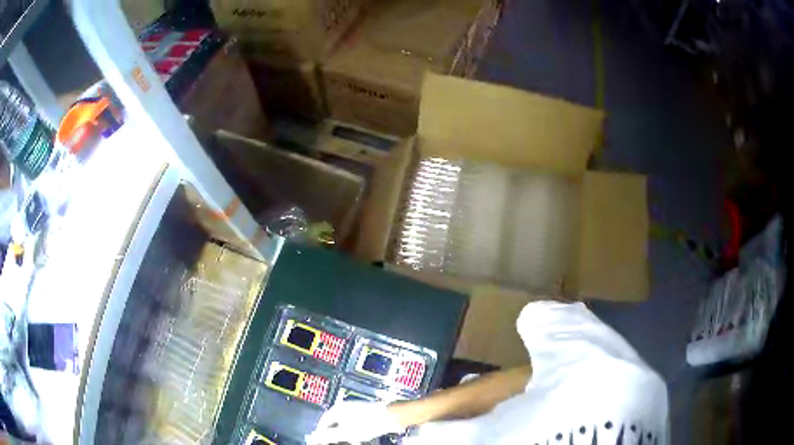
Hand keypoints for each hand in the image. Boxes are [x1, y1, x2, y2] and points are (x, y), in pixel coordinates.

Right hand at [305, 401, 403, 443]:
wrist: (391, 416)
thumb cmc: (367, 424)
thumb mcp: (346, 433)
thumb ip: (329, 435)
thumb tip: (316, 437)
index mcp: (337, 409)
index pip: (323, 422)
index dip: (322, 433)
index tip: (322, 442)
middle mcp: (345, 407)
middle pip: (334, 423)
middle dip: (335, 435)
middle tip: (336, 443)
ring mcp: (355, 409)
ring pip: (345, 424)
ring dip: (345, 435)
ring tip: (350, 441)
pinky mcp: (365, 413)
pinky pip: (354, 423)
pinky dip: (354, 432)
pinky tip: (359, 438)